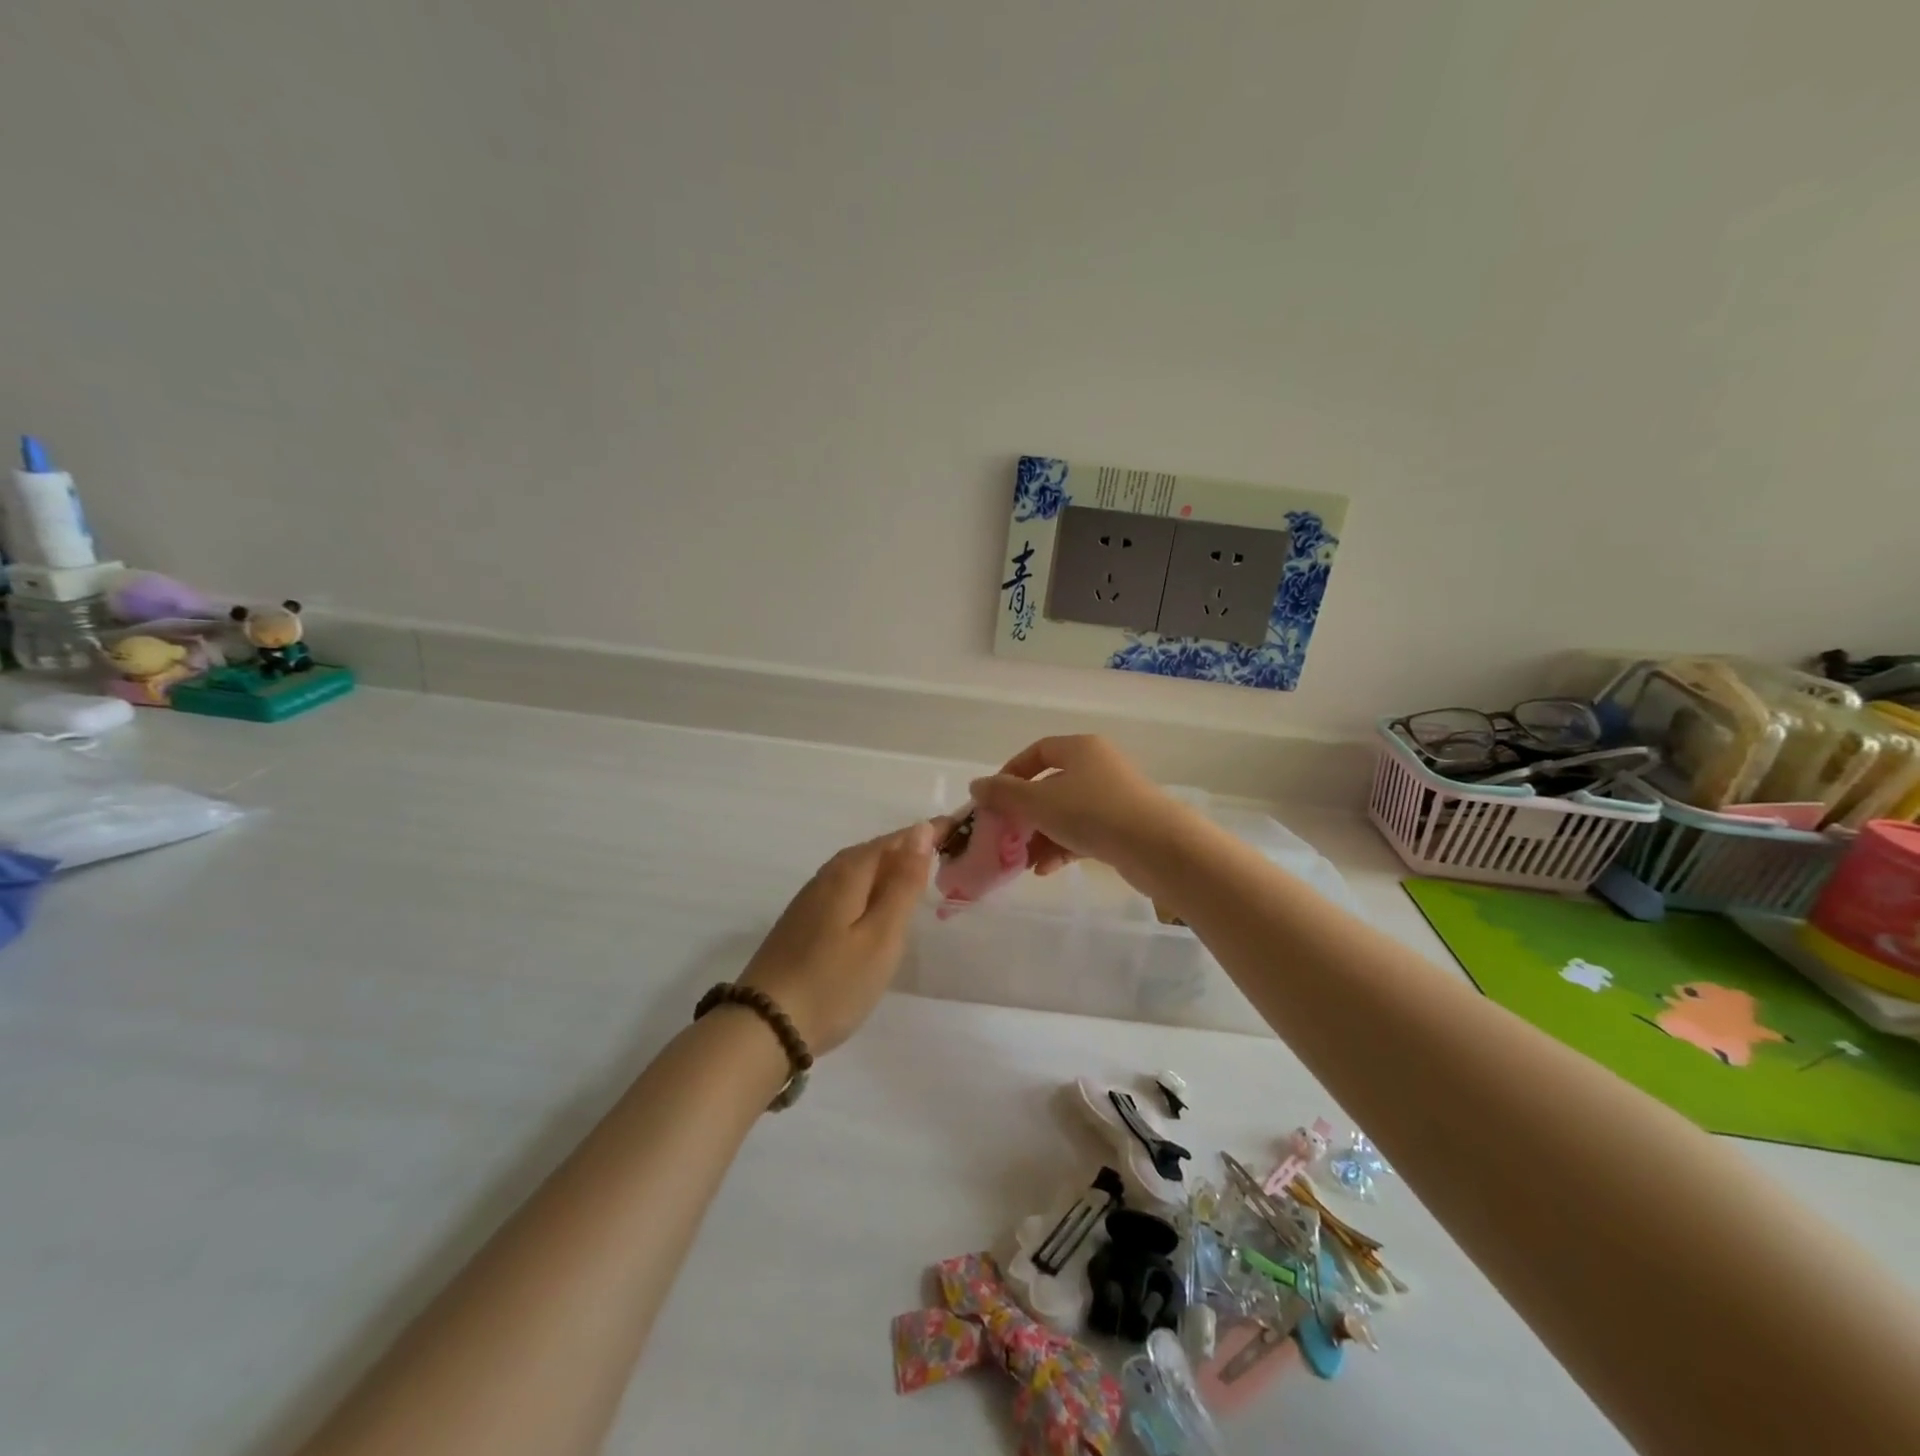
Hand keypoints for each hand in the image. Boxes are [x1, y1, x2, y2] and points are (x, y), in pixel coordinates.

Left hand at [739, 821, 935, 1053]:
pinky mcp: (802, 923)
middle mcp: (826, 877)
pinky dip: (869, 888)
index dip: (925, 833)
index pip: (895, 840)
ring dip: (888, 869)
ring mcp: (809, 900)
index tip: (955, 828)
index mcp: (849, 874)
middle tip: (943, 851)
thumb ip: (903, 884)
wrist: (765, 1026)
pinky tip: (875, 906)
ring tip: (916, 877)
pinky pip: (845, 889)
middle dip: (907, 848)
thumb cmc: (834, 983)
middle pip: (873, 852)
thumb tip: (920, 830)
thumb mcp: (881, 936)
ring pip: (857, 871)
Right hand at [967, 736, 1188, 883]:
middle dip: (1025, 813)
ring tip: (1022, 861)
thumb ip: (1004, 794)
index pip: (1038, 751)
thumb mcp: (1039, 803)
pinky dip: (1063, 848)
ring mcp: (1114, 798)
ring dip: (1041, 835)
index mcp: (1081, 748)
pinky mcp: (1124, 827)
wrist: (1157, 847)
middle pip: (1051, 785)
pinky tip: (1045, 870)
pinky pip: (1084, 833)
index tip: (994, 798)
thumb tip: (977, 785)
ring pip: (1066, 813)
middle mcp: (1099, 766)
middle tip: (1005, 835)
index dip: (1012, 772)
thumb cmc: (1093, 813)